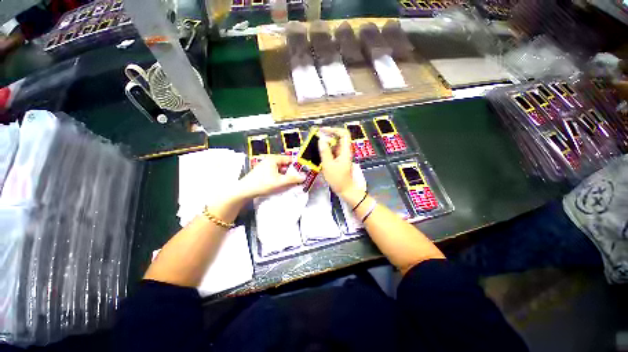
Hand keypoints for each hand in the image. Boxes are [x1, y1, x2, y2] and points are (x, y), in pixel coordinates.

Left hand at [237, 155, 304, 199]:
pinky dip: (281, 178)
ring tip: (293, 183)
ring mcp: (266, 167)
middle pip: (285, 165)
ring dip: (287, 176)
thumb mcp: (280, 182)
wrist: (244, 191)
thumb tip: (304, 177)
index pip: (289, 159)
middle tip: (300, 179)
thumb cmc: (263, 184)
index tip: (304, 171)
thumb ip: (293, 179)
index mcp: (274, 159)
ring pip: (281, 170)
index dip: (298, 165)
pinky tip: (284, 185)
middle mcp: (270, 161)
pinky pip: (276, 174)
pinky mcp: (263, 173)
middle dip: (292, 172)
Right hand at [318, 127, 359, 196]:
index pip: (343, 133)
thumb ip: (324, 151)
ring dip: (326, 144)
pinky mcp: (340, 160)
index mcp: (345, 150)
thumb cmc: (337, 178)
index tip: (323, 131)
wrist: (345, 190)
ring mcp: (343, 156)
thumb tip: (321, 139)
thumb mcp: (328, 165)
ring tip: (316, 146)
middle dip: (328, 136)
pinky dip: (327, 151)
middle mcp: (345, 151)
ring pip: (335, 145)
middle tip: (317, 138)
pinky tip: (320, 154)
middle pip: (338, 138)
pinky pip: (333, 152)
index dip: (333, 129)